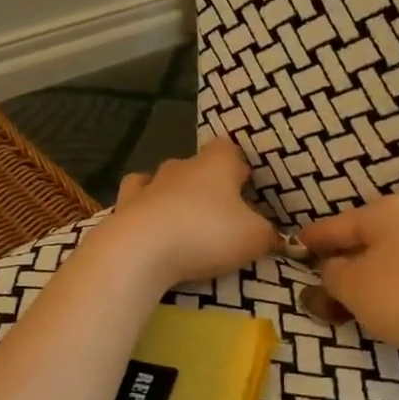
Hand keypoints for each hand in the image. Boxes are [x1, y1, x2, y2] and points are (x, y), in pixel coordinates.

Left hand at [99, 138, 277, 286]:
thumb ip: (268, 234)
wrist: (141, 250)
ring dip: (172, 195)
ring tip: (182, 221)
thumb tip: (275, 236)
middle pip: (196, 165)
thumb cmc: (206, 233)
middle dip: (207, 184)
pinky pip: (135, 202)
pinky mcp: (123, 208)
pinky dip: (143, 210)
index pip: (230, 149)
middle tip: (220, 213)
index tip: (246, 187)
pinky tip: (149, 226)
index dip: (239, 166)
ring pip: (162, 179)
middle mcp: (180, 166)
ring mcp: (147, 185)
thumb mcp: (254, 238)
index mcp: (216, 163)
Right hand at [299, 194, 398, 371]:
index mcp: (387, 209)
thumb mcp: (354, 288)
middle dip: (348, 261)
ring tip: (368, 304)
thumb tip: (333, 268)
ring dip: (378, 274)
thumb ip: (332, 274)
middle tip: (331, 290)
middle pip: (370, 237)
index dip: (311, 241)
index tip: (296, 248)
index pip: (335, 225)